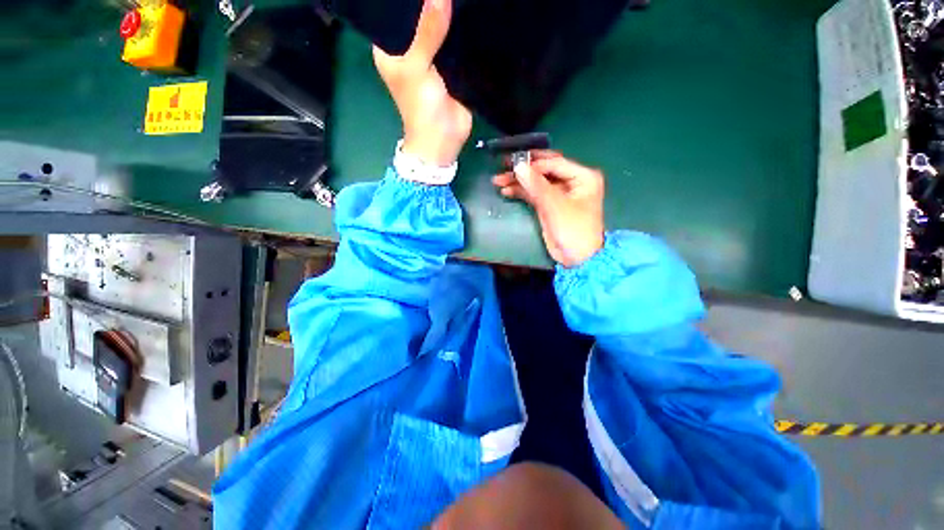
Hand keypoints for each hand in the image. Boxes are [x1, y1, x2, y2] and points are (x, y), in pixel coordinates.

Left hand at [373, 0, 471, 165]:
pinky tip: (470, 10)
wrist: (444, 140)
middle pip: (418, 17)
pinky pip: (456, 42)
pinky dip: (462, 30)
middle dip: (430, 1)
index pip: (394, 11)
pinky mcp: (452, 66)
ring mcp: (432, 57)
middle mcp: (410, 49)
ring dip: (448, 13)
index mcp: (390, 48)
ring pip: (439, 27)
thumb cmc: (421, 109)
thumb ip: (427, 32)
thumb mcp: (417, 68)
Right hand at [493, 151, 604, 267]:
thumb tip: (519, 166)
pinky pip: (534, 194)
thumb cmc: (573, 229)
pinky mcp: (549, 205)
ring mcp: (559, 194)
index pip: (554, 163)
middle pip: (544, 170)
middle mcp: (572, 181)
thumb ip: (537, 185)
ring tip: (498, 180)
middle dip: (524, 169)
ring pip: (537, 182)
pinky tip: (507, 191)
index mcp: (582, 177)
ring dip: (519, 181)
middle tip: (503, 165)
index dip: (533, 163)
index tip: (513, 164)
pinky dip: (521, 192)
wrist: (576, 258)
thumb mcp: (555, 206)